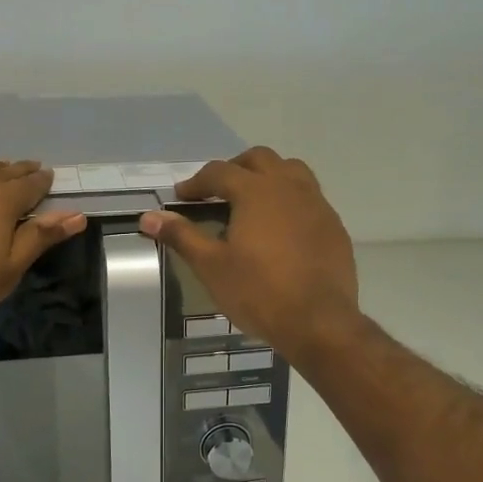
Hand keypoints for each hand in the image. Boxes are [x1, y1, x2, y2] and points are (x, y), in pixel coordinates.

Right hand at [139, 147, 361, 360]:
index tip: (181, 197)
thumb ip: (182, 235)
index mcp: (256, 191)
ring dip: (267, 177)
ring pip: (291, 171)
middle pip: (259, 159)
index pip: (219, 172)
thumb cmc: (259, 292)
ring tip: (252, 201)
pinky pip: (309, 197)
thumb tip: (148, 217)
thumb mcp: (211, 266)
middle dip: (234, 169)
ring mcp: (317, 204)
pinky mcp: (334, 225)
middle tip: (217, 192)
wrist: (319, 322)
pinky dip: (290, 200)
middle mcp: (289, 187)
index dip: (196, 183)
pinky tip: (281, 228)